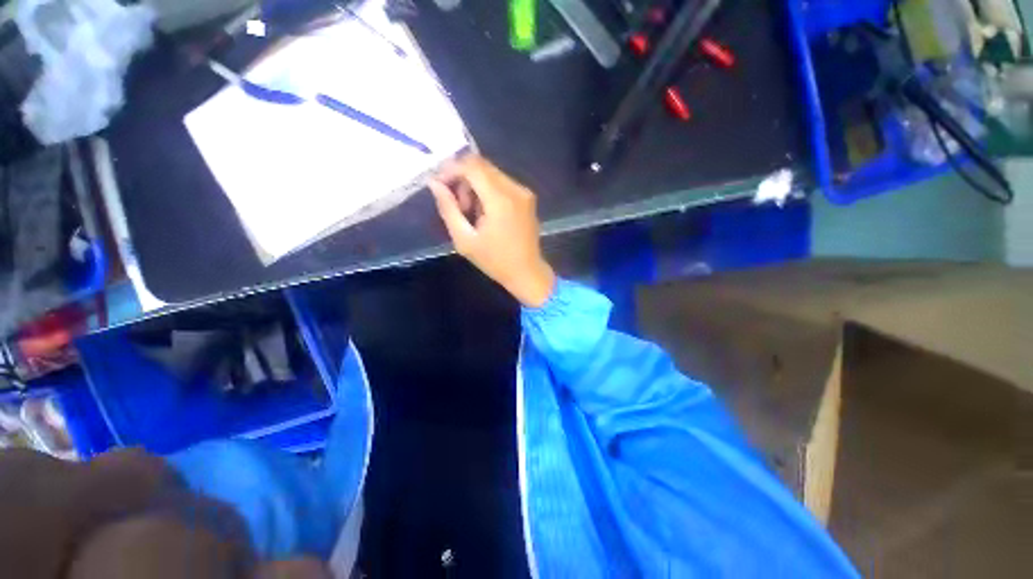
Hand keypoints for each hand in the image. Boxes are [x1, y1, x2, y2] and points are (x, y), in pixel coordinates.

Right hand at [429, 155, 555, 307]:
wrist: (527, 272)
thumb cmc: (495, 261)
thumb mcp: (464, 240)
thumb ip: (448, 209)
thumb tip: (434, 183)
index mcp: (500, 200)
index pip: (472, 165)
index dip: (451, 169)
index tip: (440, 185)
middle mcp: (515, 189)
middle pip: (481, 165)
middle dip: (462, 179)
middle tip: (458, 206)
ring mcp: (524, 192)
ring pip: (491, 173)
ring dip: (475, 186)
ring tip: (471, 213)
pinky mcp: (527, 197)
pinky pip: (501, 182)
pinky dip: (488, 191)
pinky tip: (485, 213)